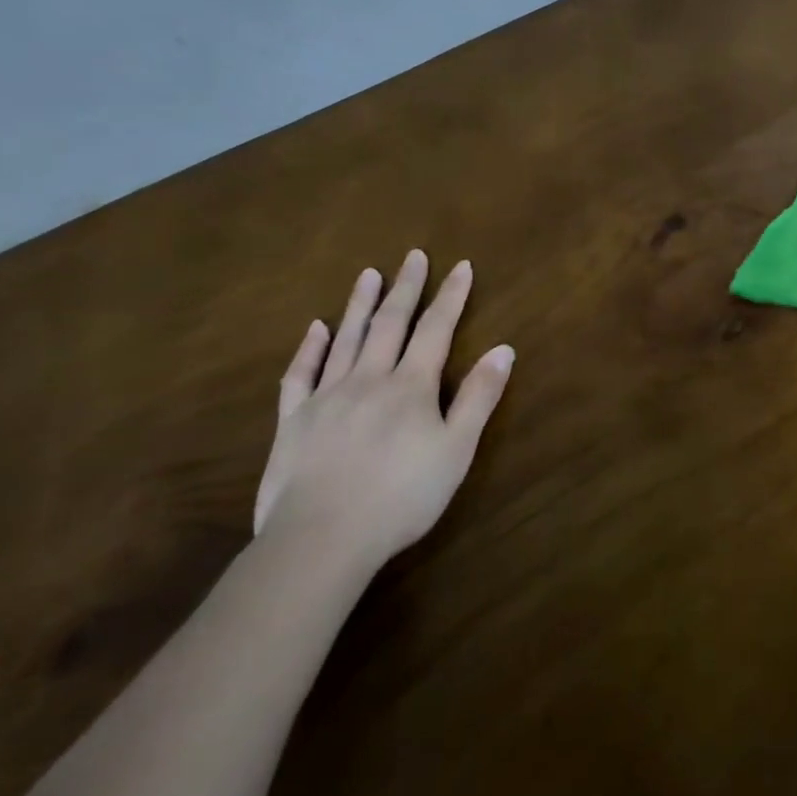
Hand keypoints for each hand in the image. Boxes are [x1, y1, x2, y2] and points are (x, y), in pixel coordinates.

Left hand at [255, 250, 512, 574]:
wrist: (322, 539)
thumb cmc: (402, 496)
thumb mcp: (456, 449)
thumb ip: (479, 397)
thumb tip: (504, 349)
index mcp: (411, 386)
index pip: (436, 330)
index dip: (451, 297)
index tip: (461, 266)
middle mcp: (369, 379)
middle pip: (390, 324)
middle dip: (406, 288)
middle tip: (413, 256)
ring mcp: (326, 397)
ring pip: (346, 339)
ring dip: (360, 304)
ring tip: (368, 274)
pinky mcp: (293, 421)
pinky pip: (300, 375)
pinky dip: (309, 348)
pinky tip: (316, 329)